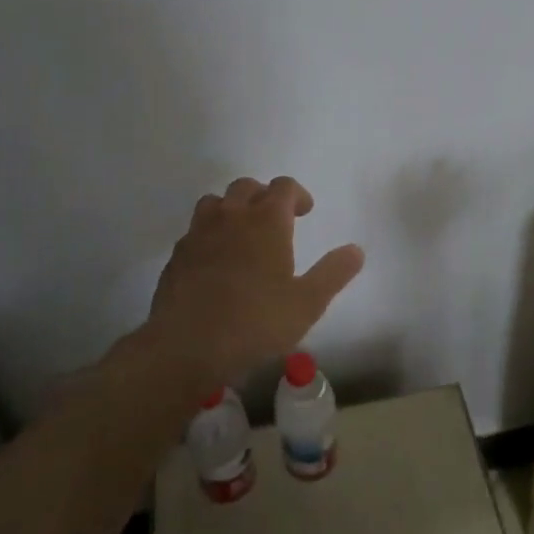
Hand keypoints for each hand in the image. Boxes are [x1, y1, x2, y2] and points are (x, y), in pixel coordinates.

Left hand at [146, 175, 364, 388]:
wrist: (186, 346)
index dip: (297, 194)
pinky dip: (209, 234)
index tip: (304, 211)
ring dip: (232, 208)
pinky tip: (215, 260)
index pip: (283, 186)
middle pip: (247, 186)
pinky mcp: (177, 255)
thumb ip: (333, 273)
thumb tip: (356, 250)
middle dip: (264, 196)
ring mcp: (199, 233)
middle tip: (275, 219)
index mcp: (266, 221)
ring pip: (215, 202)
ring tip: (241, 232)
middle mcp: (232, 216)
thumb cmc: (255, 322)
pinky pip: (195, 230)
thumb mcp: (307, 303)